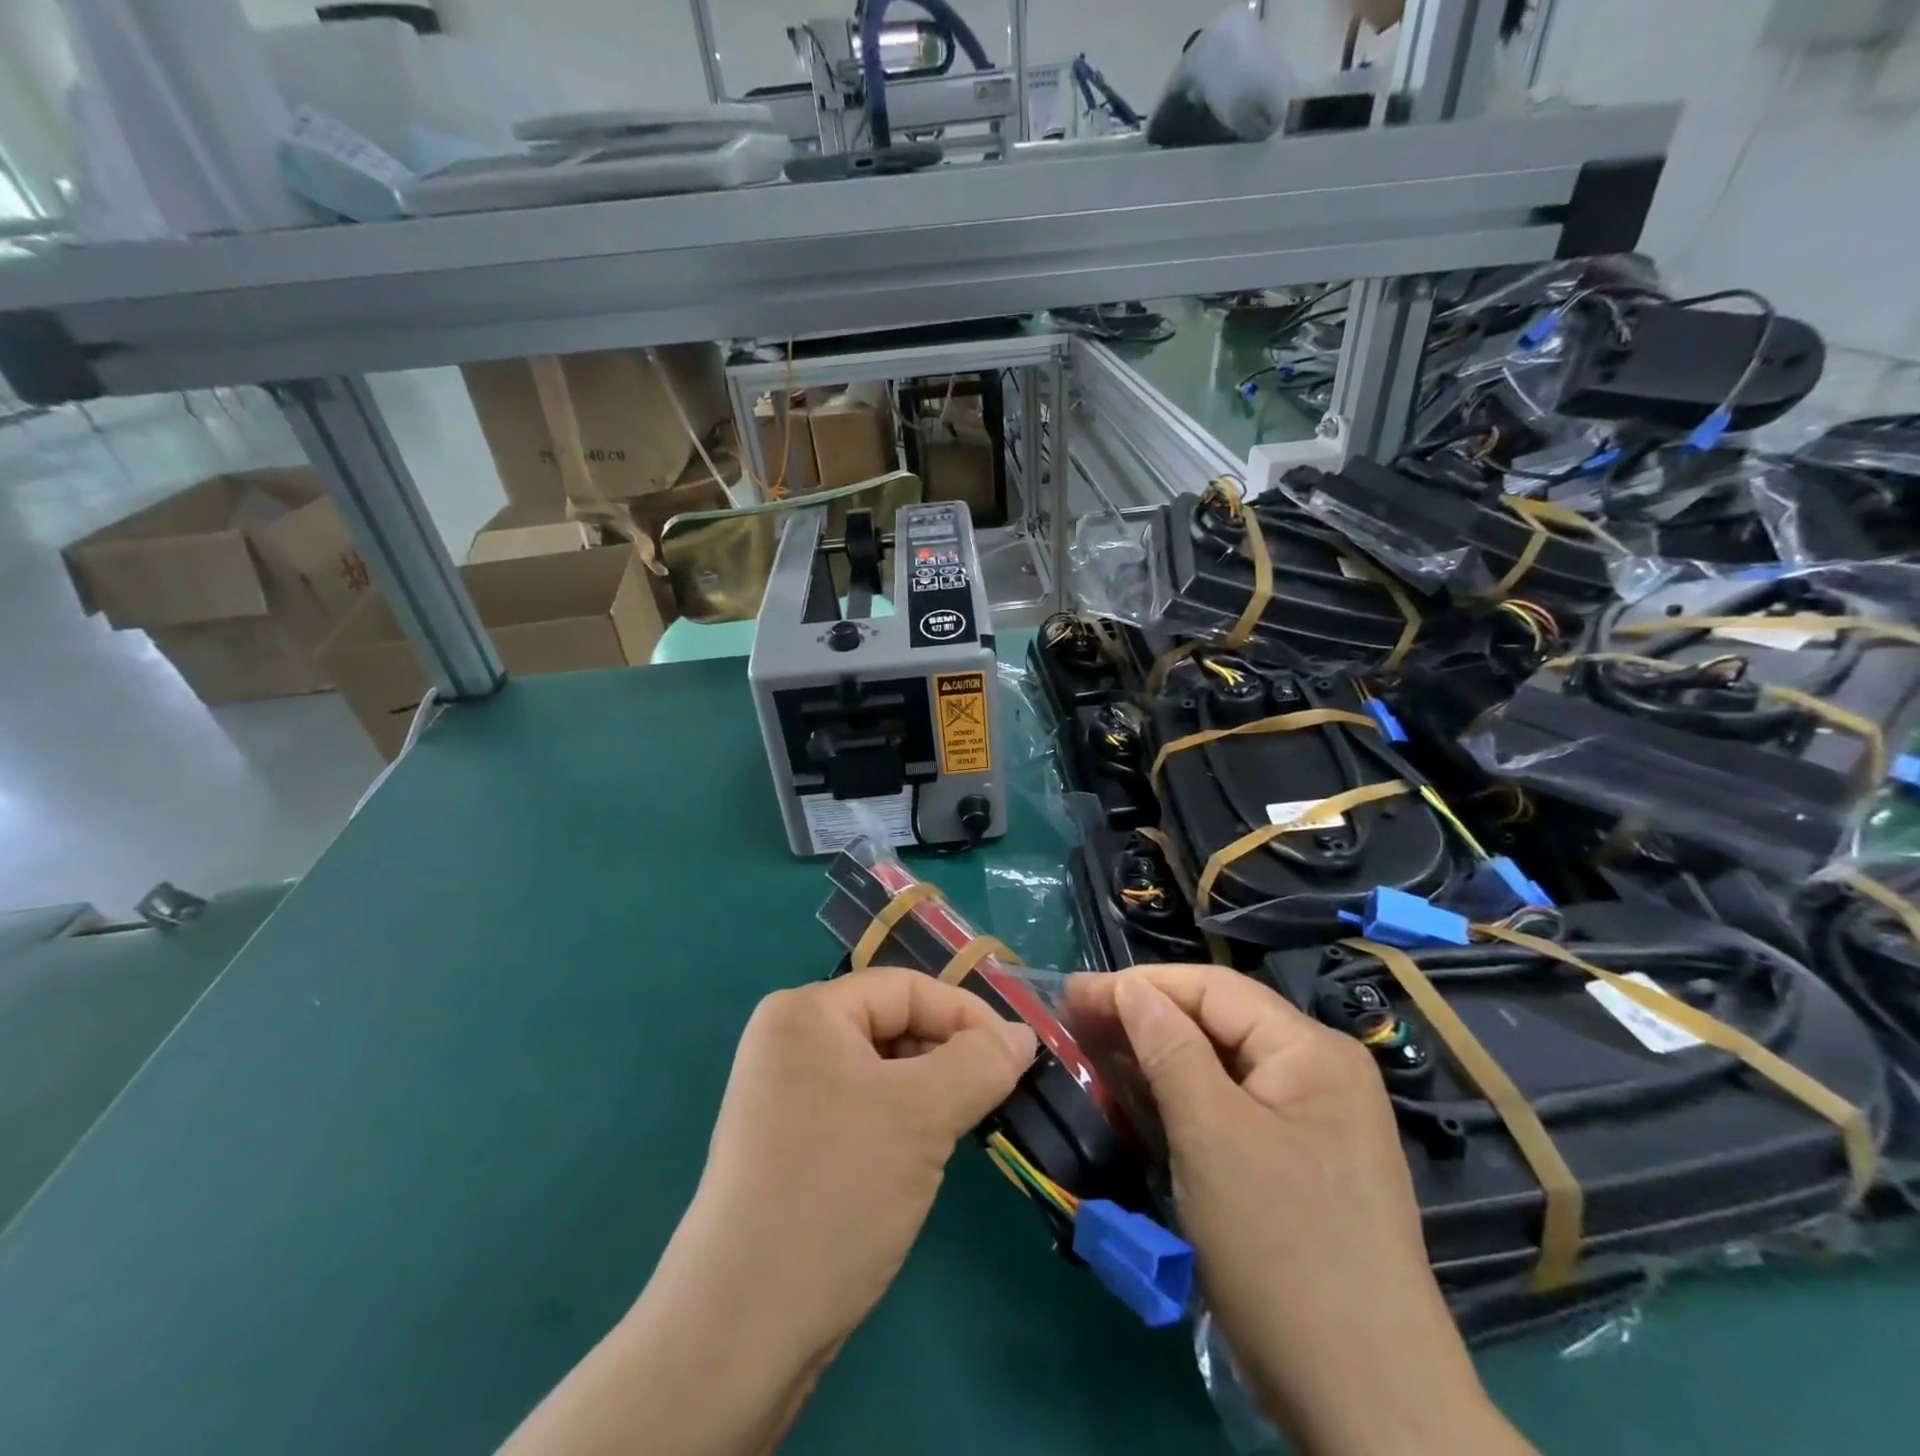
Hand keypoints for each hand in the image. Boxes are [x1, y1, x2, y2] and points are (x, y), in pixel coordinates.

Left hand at [497, 970, 1035, 1455]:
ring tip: (968, 1124)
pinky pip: (862, 1106)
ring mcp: (785, 1093)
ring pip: (882, 1070)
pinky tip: (925, 1154)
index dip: (967, 1016)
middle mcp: (789, 1039)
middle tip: (998, 1094)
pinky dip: (902, 1120)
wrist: (740, 1330)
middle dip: (949, 1055)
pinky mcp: (790, 1141)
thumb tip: (1022, 1036)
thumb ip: (980, 1063)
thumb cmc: (837, 1191)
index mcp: (806, 1011)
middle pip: (892, 1024)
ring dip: (930, 1091)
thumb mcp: (922, 1115)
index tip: (1018, 1058)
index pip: (906, 988)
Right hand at [1064, 967, 1531, 1455]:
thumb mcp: (1211, 1136)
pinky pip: (1229, 1109)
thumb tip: (1130, 988)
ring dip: (1156, 1058)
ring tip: (1093, 1053)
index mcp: (1310, 1051)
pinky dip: (1181, 1100)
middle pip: (1216, 1023)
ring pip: (1219, 1067)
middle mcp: (1318, 1073)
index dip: (1139, 985)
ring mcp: (1313, 1122)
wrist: (1367, 1405)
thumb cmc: (1282, 1250)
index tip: (1073, 994)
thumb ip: (1168, 1048)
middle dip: (1143, 1019)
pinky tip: (1138, 1099)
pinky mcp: (1298, 1164)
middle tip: (1073, 1022)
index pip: (1212, 989)